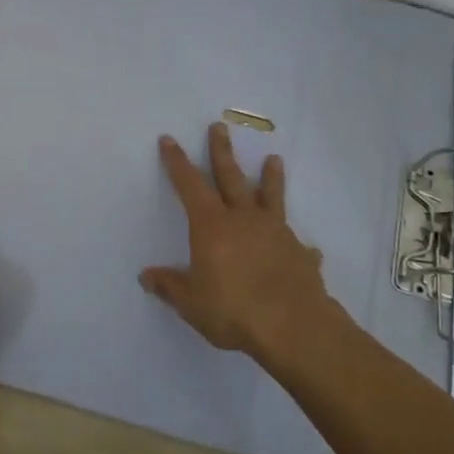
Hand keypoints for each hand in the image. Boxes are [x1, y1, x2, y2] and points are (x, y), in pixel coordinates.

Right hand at [139, 123, 334, 361]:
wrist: (293, 327)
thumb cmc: (233, 310)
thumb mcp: (191, 302)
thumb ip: (170, 286)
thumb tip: (146, 276)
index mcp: (212, 226)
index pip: (190, 185)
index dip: (177, 162)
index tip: (169, 139)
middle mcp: (244, 219)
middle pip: (230, 177)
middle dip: (221, 152)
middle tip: (218, 126)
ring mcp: (276, 233)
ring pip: (270, 198)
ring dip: (270, 178)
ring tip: (274, 159)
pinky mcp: (300, 254)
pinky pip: (298, 243)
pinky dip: (298, 243)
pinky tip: (307, 247)